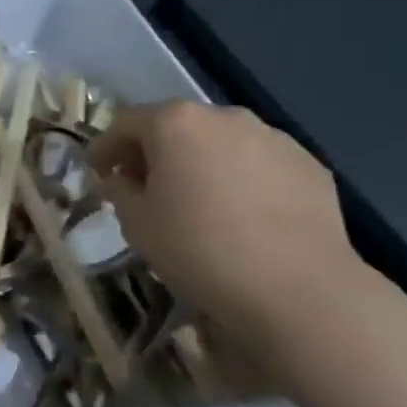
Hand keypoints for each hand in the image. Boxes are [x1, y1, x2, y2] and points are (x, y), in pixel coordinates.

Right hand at [88, 102, 364, 358]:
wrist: (298, 290)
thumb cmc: (199, 250)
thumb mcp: (137, 223)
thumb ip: (120, 189)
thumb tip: (122, 178)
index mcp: (175, 123)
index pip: (125, 123)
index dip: (106, 147)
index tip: (97, 171)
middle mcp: (224, 116)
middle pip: (177, 126)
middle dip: (157, 152)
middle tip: (146, 187)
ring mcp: (272, 137)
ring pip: (221, 143)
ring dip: (202, 163)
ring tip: (200, 203)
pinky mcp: (309, 164)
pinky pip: (260, 164)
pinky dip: (243, 179)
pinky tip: (244, 217)